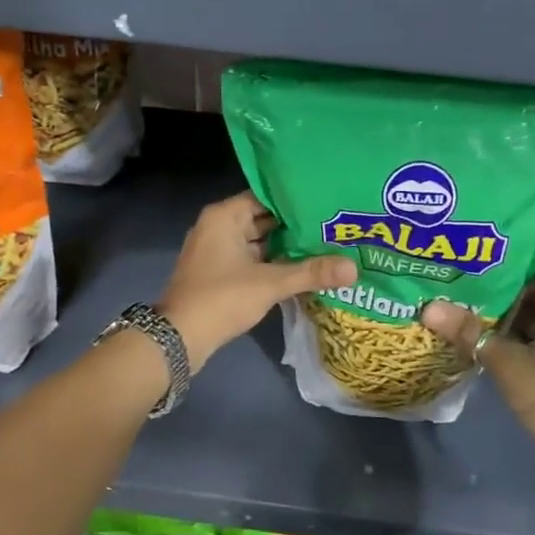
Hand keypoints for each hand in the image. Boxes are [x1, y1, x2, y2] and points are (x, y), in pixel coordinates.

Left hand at [157, 192, 355, 373]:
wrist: (180, 338)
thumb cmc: (222, 298)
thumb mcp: (270, 283)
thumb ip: (312, 272)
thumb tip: (354, 268)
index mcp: (225, 216)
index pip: (267, 196)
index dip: (297, 200)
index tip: (327, 202)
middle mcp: (219, 227)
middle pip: (265, 219)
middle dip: (296, 226)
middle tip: (335, 224)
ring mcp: (217, 251)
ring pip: (260, 241)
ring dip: (287, 247)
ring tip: (327, 244)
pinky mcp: (220, 273)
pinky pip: (253, 259)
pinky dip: (274, 263)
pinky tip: (304, 268)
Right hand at [421, 256, 534, 475]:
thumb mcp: (503, 361)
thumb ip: (468, 332)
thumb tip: (428, 308)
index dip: (517, 259)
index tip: (485, 257)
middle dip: (509, 289)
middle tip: (472, 283)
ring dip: (514, 316)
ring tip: (476, 309)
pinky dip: (524, 337)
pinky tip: (494, 341)